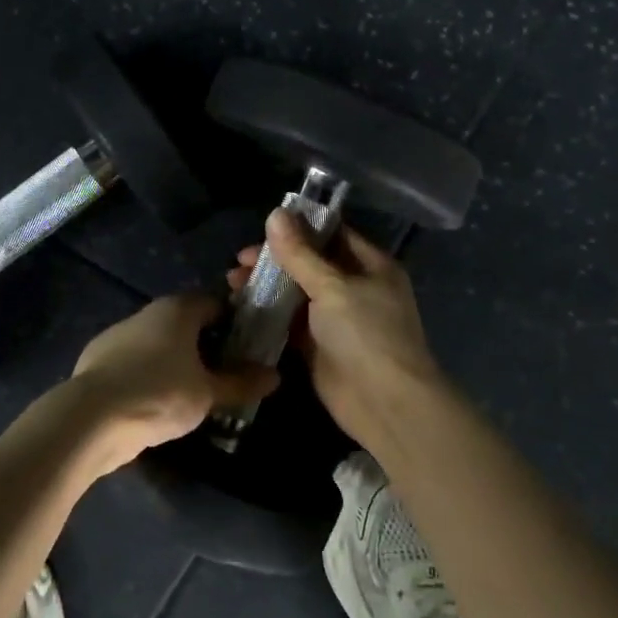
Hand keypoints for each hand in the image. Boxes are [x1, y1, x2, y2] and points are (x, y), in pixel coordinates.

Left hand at [70, 294, 278, 472]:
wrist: (90, 418)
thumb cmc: (159, 394)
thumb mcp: (208, 394)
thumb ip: (241, 383)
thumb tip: (274, 376)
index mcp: (178, 309)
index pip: (215, 303)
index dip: (236, 322)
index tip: (249, 347)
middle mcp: (148, 313)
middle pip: (187, 322)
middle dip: (207, 344)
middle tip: (226, 373)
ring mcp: (119, 335)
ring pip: (159, 343)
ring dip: (177, 361)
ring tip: (194, 393)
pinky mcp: (99, 360)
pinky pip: (136, 362)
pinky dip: (150, 375)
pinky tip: (158, 403)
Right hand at [228, 212, 442, 445]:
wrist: (384, 403)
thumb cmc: (366, 334)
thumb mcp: (332, 287)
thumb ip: (300, 253)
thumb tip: (275, 213)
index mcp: (371, 265)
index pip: (333, 234)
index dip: (299, 228)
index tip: (263, 227)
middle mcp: (355, 287)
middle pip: (310, 263)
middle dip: (275, 259)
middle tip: (240, 261)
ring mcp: (336, 318)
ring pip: (296, 293)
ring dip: (267, 286)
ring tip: (232, 283)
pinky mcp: (318, 346)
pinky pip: (289, 322)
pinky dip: (268, 314)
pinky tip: (240, 308)